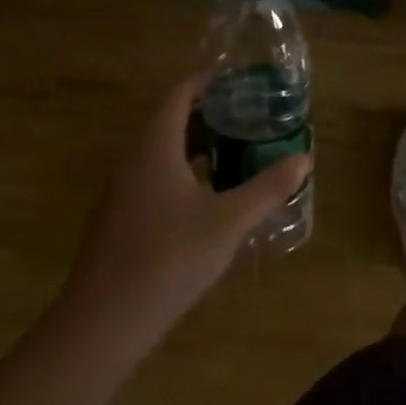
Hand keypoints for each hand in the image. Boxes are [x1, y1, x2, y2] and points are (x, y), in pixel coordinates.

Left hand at [58, 71, 311, 343]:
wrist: (102, 325)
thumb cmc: (168, 259)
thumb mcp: (229, 221)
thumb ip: (267, 188)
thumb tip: (303, 159)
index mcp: (154, 149)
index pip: (178, 96)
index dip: (205, 81)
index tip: (237, 79)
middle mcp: (132, 163)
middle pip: (168, 123)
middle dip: (206, 113)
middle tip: (246, 114)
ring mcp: (120, 195)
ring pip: (159, 154)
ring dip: (194, 145)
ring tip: (233, 150)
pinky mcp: (118, 224)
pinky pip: (152, 180)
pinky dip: (181, 173)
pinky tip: (207, 199)